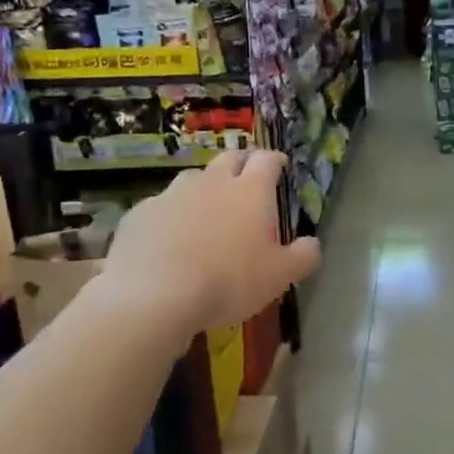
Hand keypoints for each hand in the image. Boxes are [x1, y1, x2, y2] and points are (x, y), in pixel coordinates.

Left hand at [101, 149, 320, 334]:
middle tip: (247, 177)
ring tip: (206, 208)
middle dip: (242, 163)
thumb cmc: (229, 281)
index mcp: (250, 192)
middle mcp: (212, 182)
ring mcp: (172, 194)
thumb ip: (303, 256)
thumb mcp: (280, 276)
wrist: (155, 295)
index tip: (280, 165)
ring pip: (193, 178)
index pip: (267, 160)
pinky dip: (170, 213)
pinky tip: (169, 236)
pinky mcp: (140, 213)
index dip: (276, 160)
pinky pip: (160, 205)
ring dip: (204, 186)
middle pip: (230, 158)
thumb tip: (313, 243)